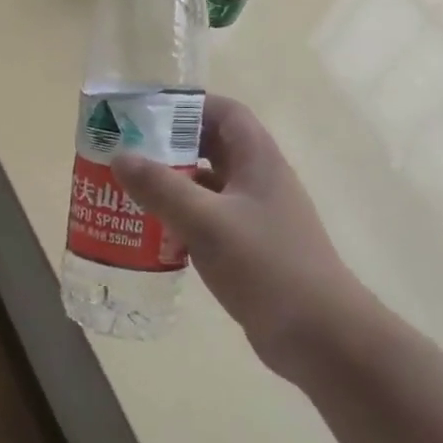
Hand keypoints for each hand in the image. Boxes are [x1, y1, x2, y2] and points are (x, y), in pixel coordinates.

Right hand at [112, 95, 374, 382]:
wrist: (321, 337)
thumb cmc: (267, 267)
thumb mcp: (207, 222)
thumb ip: (162, 188)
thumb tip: (120, 157)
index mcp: (258, 160)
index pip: (225, 112)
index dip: (188, 106)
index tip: (145, 114)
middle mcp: (259, 181)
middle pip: (211, 147)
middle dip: (169, 146)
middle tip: (125, 152)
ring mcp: (256, 217)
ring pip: (207, 187)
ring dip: (171, 185)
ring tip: (128, 190)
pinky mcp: (249, 249)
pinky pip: (208, 221)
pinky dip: (180, 220)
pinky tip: (151, 233)